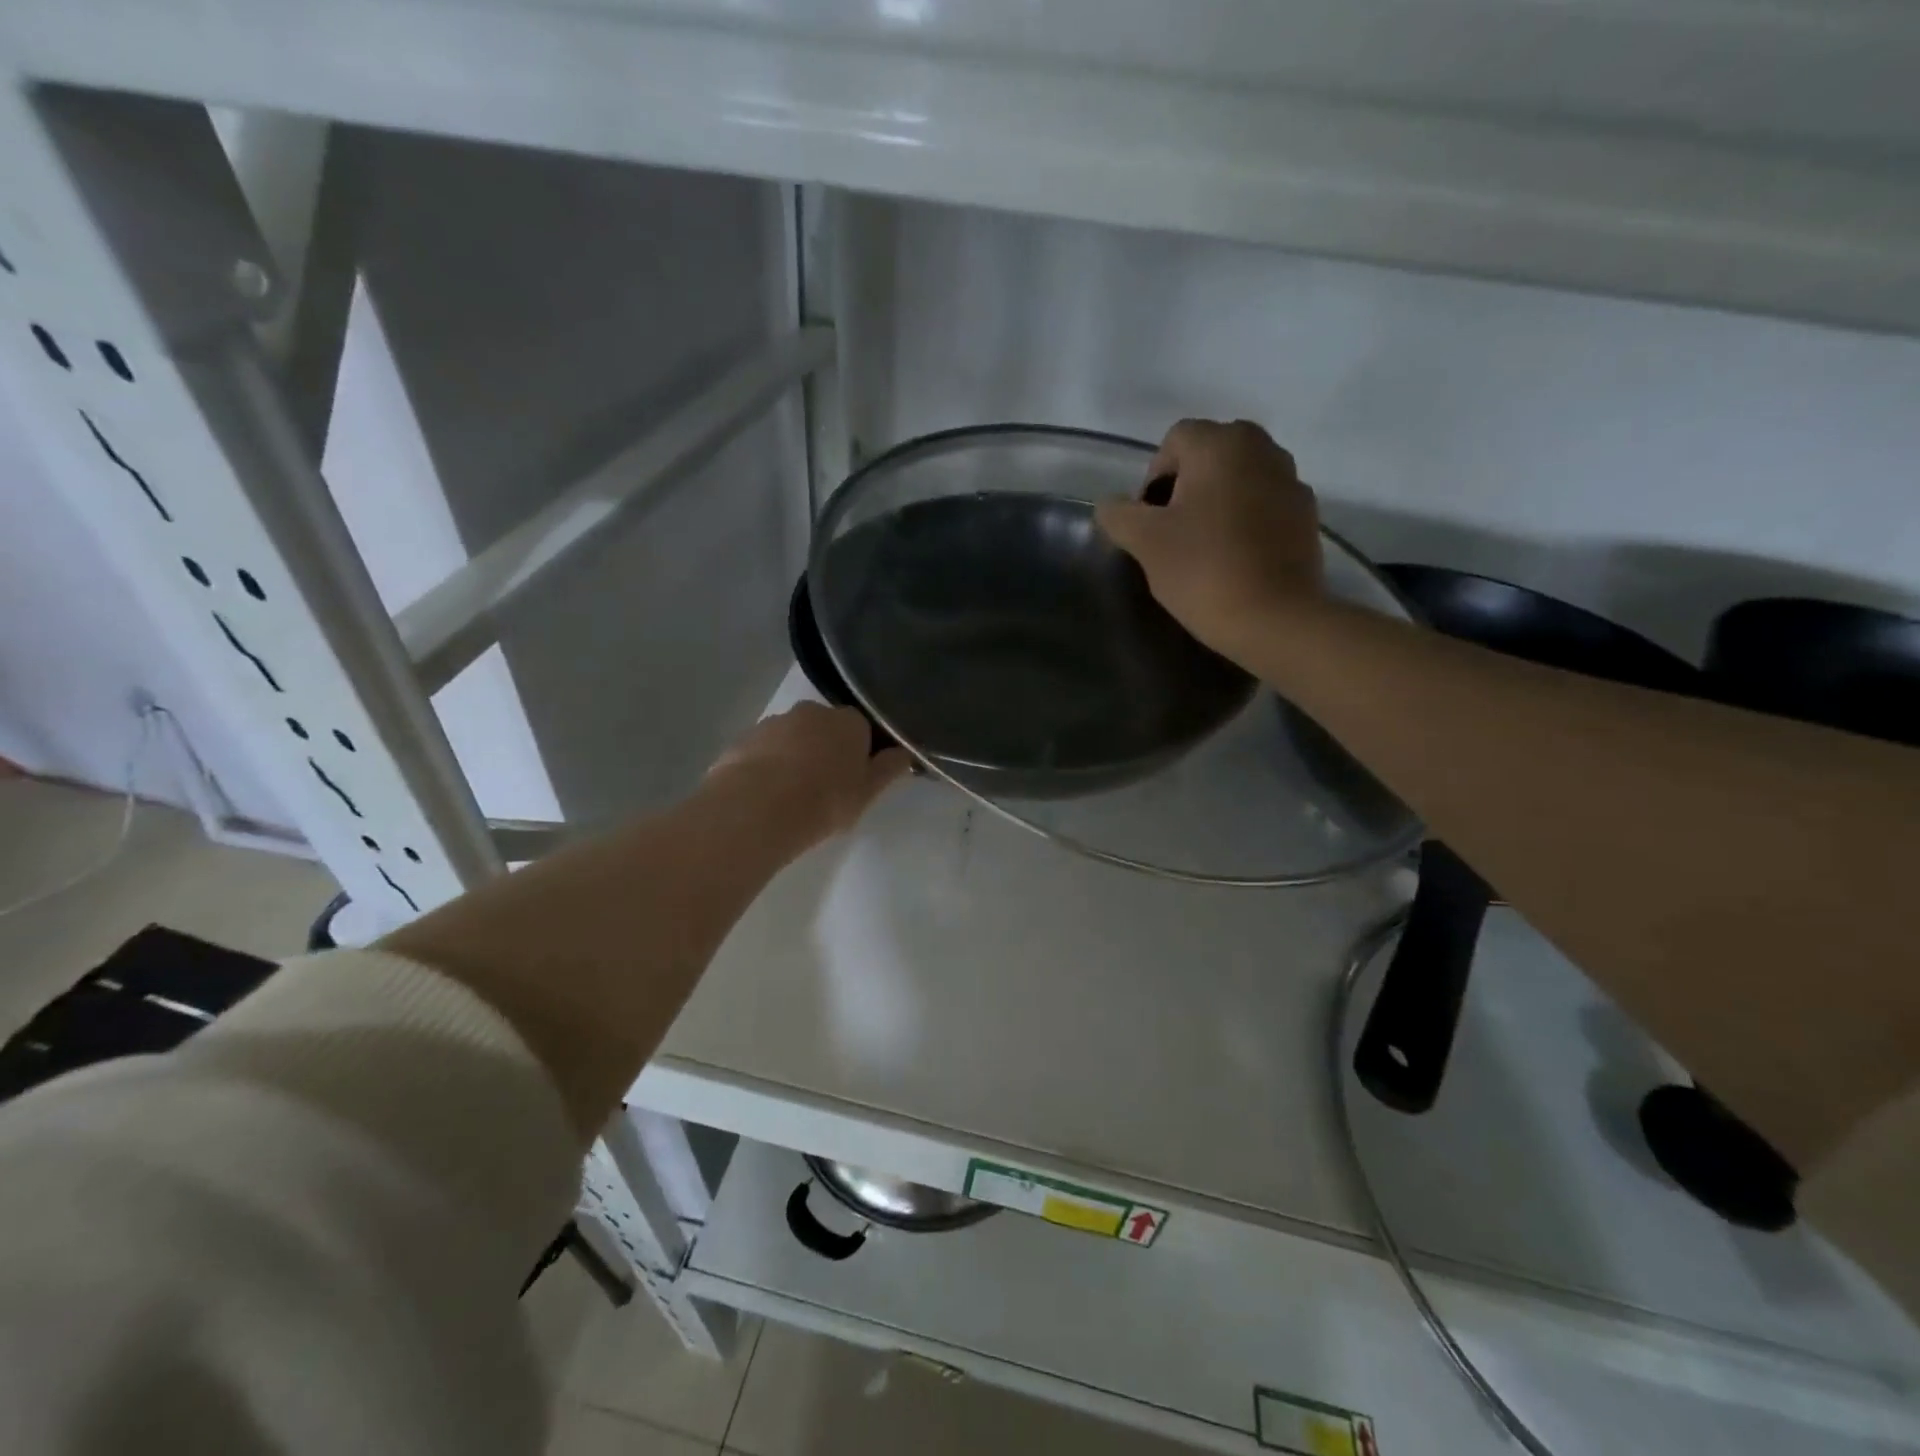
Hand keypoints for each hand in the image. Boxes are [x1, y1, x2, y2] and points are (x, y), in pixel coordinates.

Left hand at [709, 702, 910, 844]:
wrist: (757, 808)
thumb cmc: (825, 800)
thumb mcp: (868, 792)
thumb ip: (888, 769)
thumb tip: (903, 752)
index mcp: (848, 721)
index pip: (862, 729)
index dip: (861, 753)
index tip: (857, 779)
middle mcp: (812, 711)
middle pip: (825, 729)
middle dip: (826, 751)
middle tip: (825, 789)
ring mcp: (774, 722)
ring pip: (792, 738)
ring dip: (795, 758)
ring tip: (791, 796)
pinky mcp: (743, 739)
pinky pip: (764, 752)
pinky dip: (767, 767)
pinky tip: (765, 796)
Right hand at [1095, 419, 1323, 662]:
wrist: (1274, 619)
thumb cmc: (1203, 570)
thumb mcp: (1144, 542)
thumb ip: (1119, 515)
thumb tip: (1111, 506)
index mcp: (1221, 444)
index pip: (1174, 440)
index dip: (1152, 478)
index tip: (1149, 522)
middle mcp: (1262, 449)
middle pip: (1209, 455)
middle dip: (1185, 486)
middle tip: (1172, 532)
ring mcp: (1291, 481)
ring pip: (1239, 479)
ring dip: (1217, 502)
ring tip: (1203, 547)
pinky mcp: (1307, 516)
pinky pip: (1264, 505)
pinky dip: (1245, 521)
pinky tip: (1234, 559)